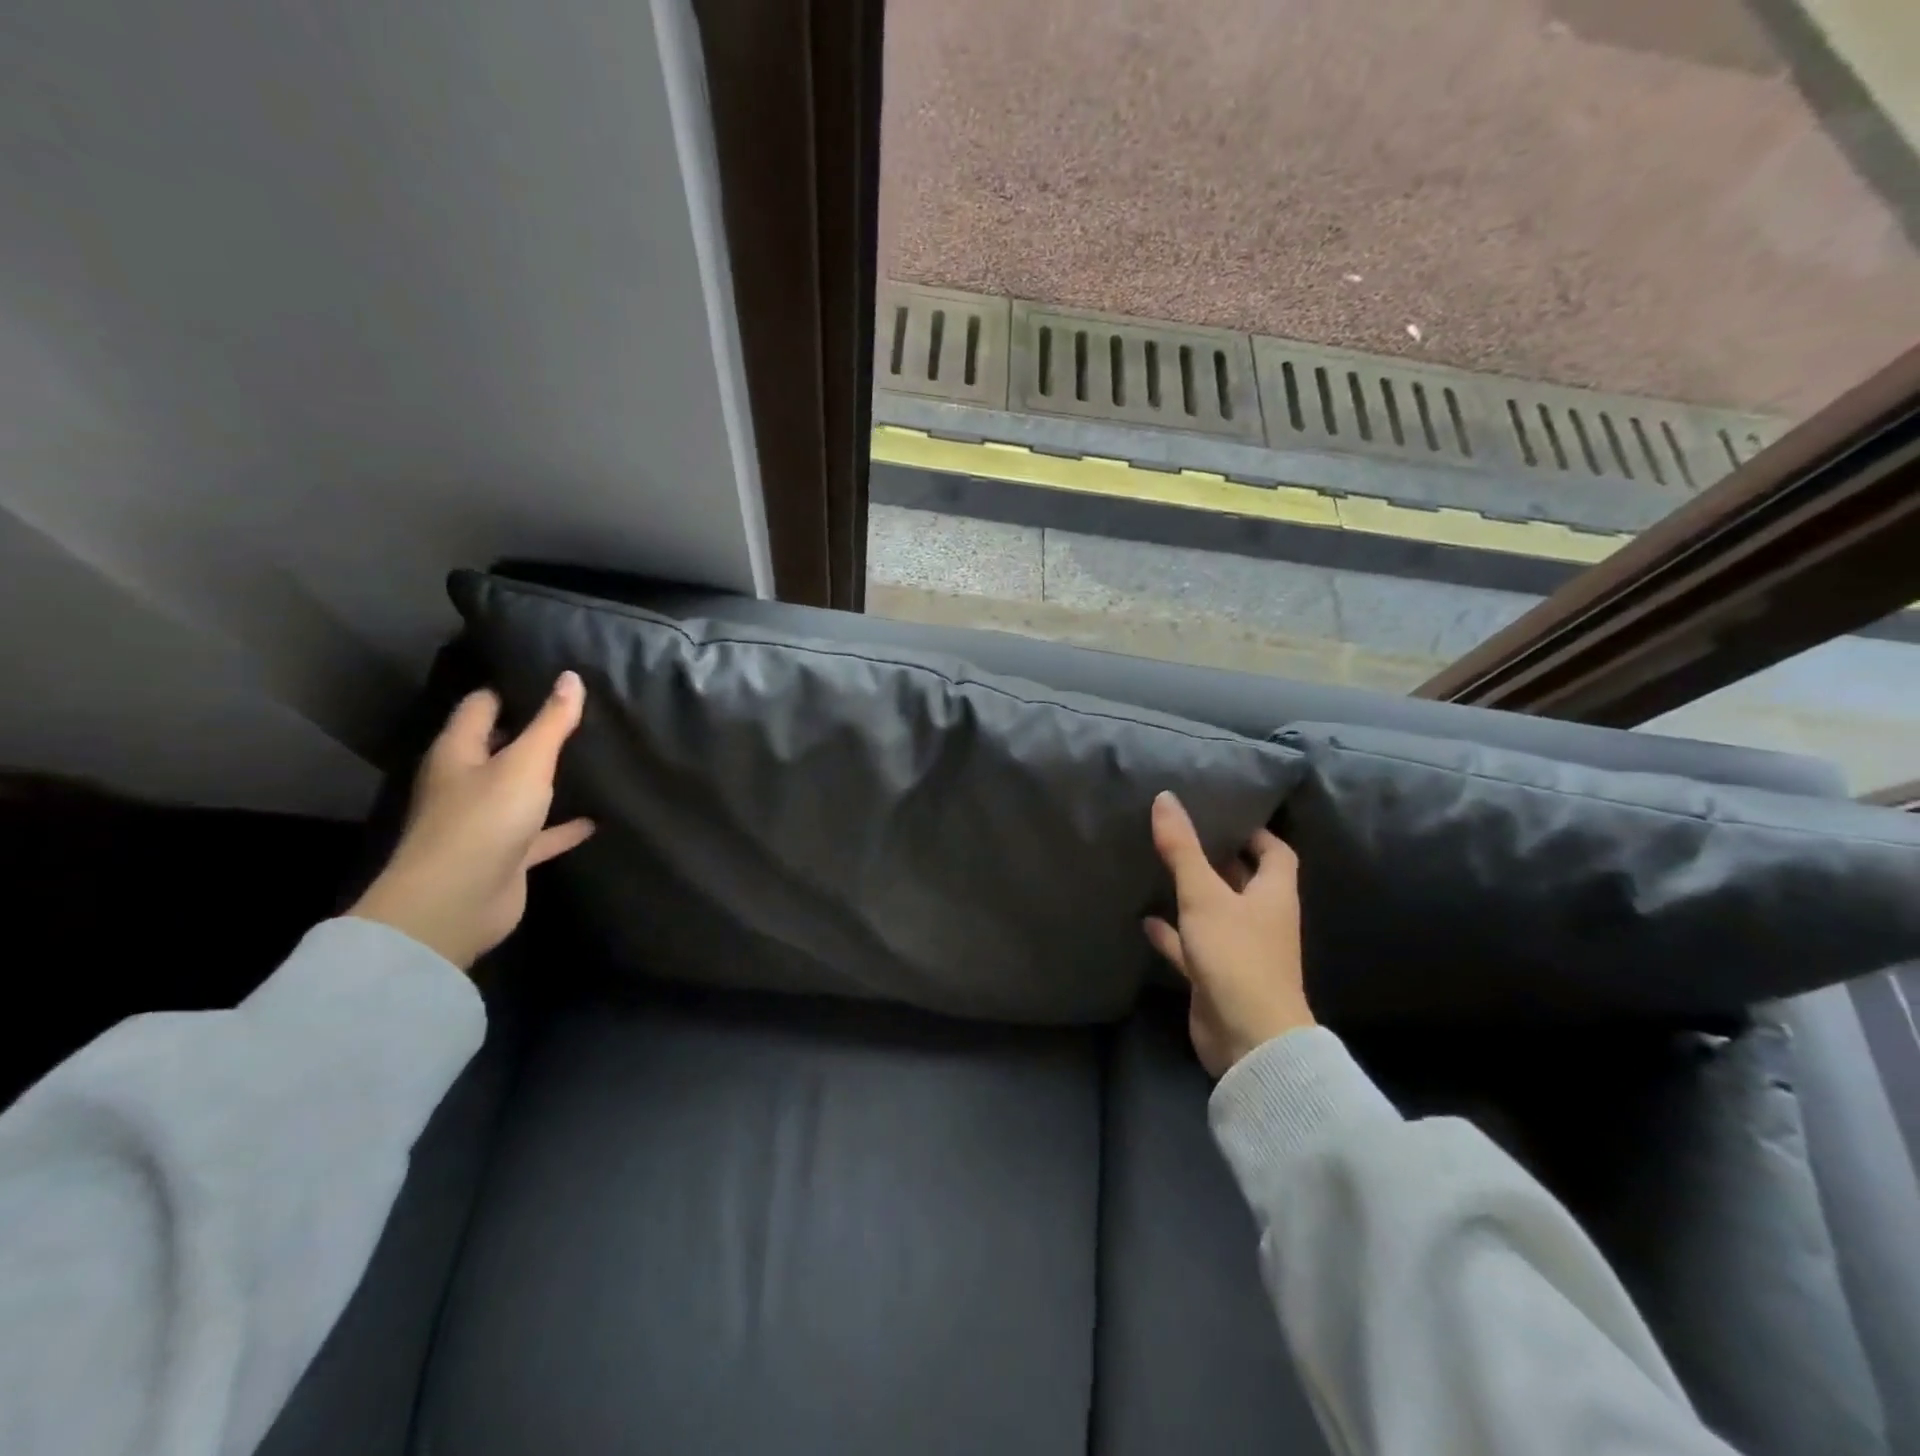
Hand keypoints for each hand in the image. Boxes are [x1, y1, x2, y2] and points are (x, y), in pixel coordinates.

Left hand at [350, 672, 595, 970]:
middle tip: (577, 714)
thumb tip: (570, 677)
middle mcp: (466, 782)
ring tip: (589, 759)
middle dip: (531, 732)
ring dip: (546, 779)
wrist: (457, 903)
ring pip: (519, 790)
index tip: (548, 676)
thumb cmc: (485, 820)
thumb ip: (551, 722)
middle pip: (499, 747)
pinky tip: (593, 819)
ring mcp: (484, 820)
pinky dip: (562, 826)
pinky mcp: (505, 854)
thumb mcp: (526, 763)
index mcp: (459, 753)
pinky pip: (538, 833)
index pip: (481, 706)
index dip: (510, 689)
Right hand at [1143, 790, 1312, 1077]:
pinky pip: (1193, 946)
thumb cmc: (1236, 955)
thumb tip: (1166, 798)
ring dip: (1194, 895)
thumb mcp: (1204, 895)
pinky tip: (1145, 920)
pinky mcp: (1217, 975)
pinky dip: (1172, 934)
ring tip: (1161, 869)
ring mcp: (1240, 949)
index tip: (1224, 815)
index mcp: (1273, 895)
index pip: (1275, 853)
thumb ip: (1182, 848)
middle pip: (1244, 880)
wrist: (1248, 1037)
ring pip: (1216, 913)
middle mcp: (1262, 919)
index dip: (1255, 833)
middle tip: (1183, 833)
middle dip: (1219, 859)